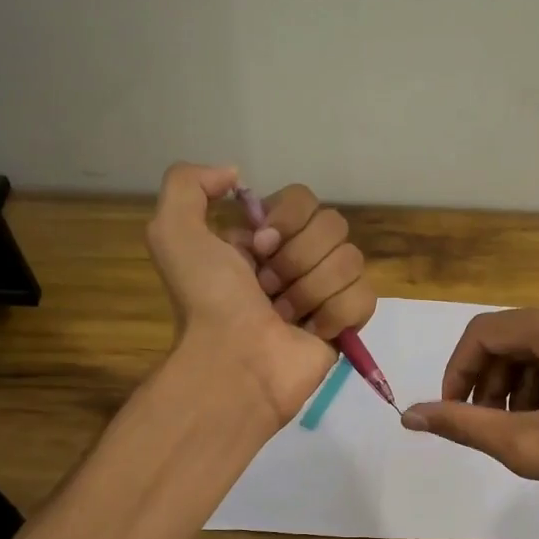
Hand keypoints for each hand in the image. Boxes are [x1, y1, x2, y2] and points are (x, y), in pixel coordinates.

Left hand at [145, 163, 375, 423]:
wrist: (233, 362)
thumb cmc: (208, 300)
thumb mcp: (173, 232)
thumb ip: (189, 183)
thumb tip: (237, 176)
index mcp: (265, 237)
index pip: (304, 199)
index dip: (286, 220)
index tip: (258, 248)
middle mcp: (298, 259)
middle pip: (333, 225)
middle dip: (297, 258)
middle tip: (267, 288)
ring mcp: (326, 291)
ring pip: (351, 260)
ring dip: (310, 290)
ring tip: (283, 316)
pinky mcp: (348, 323)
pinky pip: (365, 296)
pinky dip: (336, 313)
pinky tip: (311, 331)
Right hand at [402, 290, 538, 526]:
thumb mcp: (529, 446)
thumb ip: (464, 425)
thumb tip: (409, 415)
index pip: (485, 333)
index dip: (458, 372)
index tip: (452, 412)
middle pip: (515, 338)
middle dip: (492, 383)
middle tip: (489, 427)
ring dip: (521, 385)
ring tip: (523, 429)